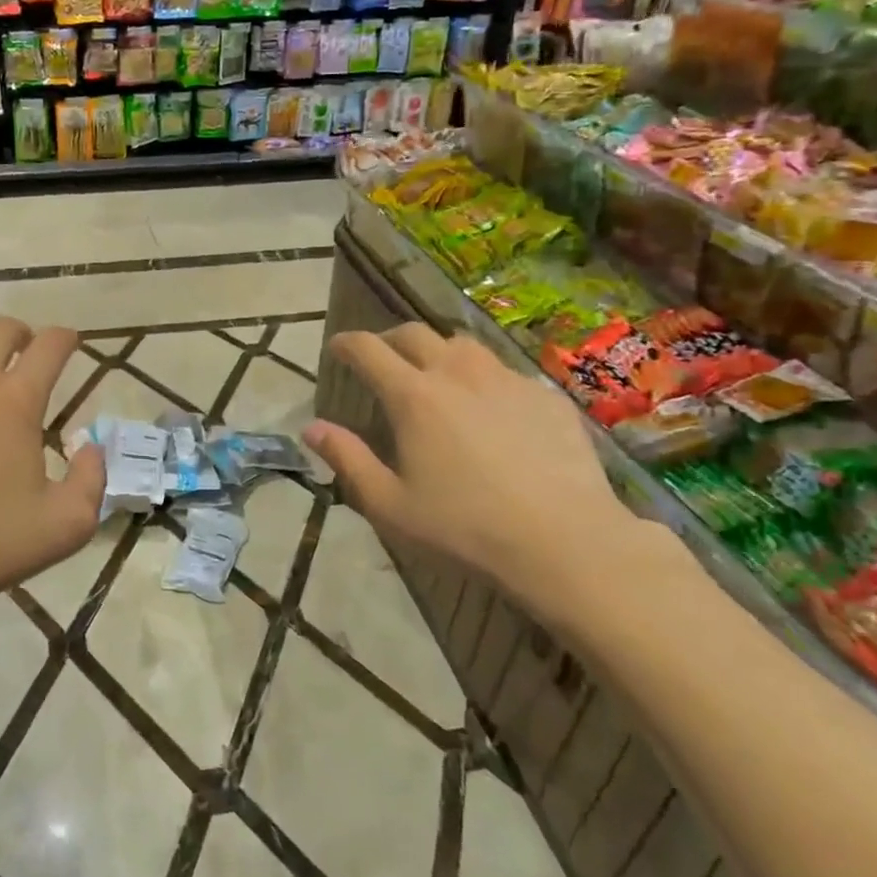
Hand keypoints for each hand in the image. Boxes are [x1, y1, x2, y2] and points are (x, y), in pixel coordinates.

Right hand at [303, 325, 690, 629]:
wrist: (566, 543)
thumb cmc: (464, 528)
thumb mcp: (390, 504)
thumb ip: (347, 459)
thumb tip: (311, 428)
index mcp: (413, 396)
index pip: (368, 349)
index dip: (346, 344)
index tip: (336, 348)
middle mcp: (457, 373)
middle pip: (414, 333)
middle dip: (388, 339)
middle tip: (381, 358)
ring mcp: (506, 380)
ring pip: (462, 345)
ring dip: (438, 351)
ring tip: (435, 375)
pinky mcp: (545, 396)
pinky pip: (504, 371)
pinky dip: (483, 378)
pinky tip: (490, 409)